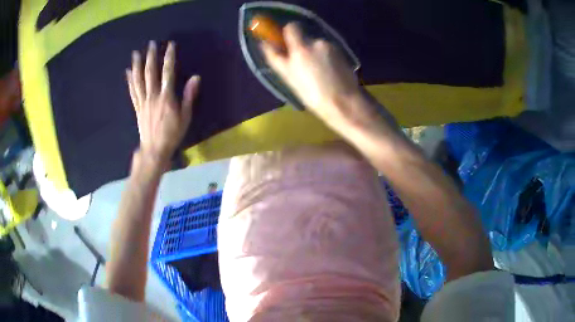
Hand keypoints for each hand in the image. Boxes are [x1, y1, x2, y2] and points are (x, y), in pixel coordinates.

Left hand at [126, 41, 199, 166]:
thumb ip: (188, 96)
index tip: (170, 45)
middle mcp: (153, 96)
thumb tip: (195, 78)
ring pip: (139, 80)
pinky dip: (130, 80)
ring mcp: (143, 101)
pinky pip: (133, 91)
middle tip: (151, 43)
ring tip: (136, 53)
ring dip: (137, 65)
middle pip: (150, 72)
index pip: (168, 72)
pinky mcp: (137, 107)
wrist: (155, 149)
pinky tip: (128, 72)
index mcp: (166, 97)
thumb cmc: (173, 134)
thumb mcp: (185, 116)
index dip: (169, 57)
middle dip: (151, 56)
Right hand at [261, 24, 361, 122]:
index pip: (291, 28)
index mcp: (300, 49)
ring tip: (319, 72)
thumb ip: (276, 58)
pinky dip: (325, 57)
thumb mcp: (289, 78)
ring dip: (314, 53)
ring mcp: (329, 46)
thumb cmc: (312, 95)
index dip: (286, 33)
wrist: (343, 102)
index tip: (285, 43)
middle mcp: (315, 43)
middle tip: (303, 64)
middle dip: (300, 46)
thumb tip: (264, 43)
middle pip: (303, 37)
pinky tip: (329, 72)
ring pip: (316, 44)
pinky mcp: (341, 51)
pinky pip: (327, 49)